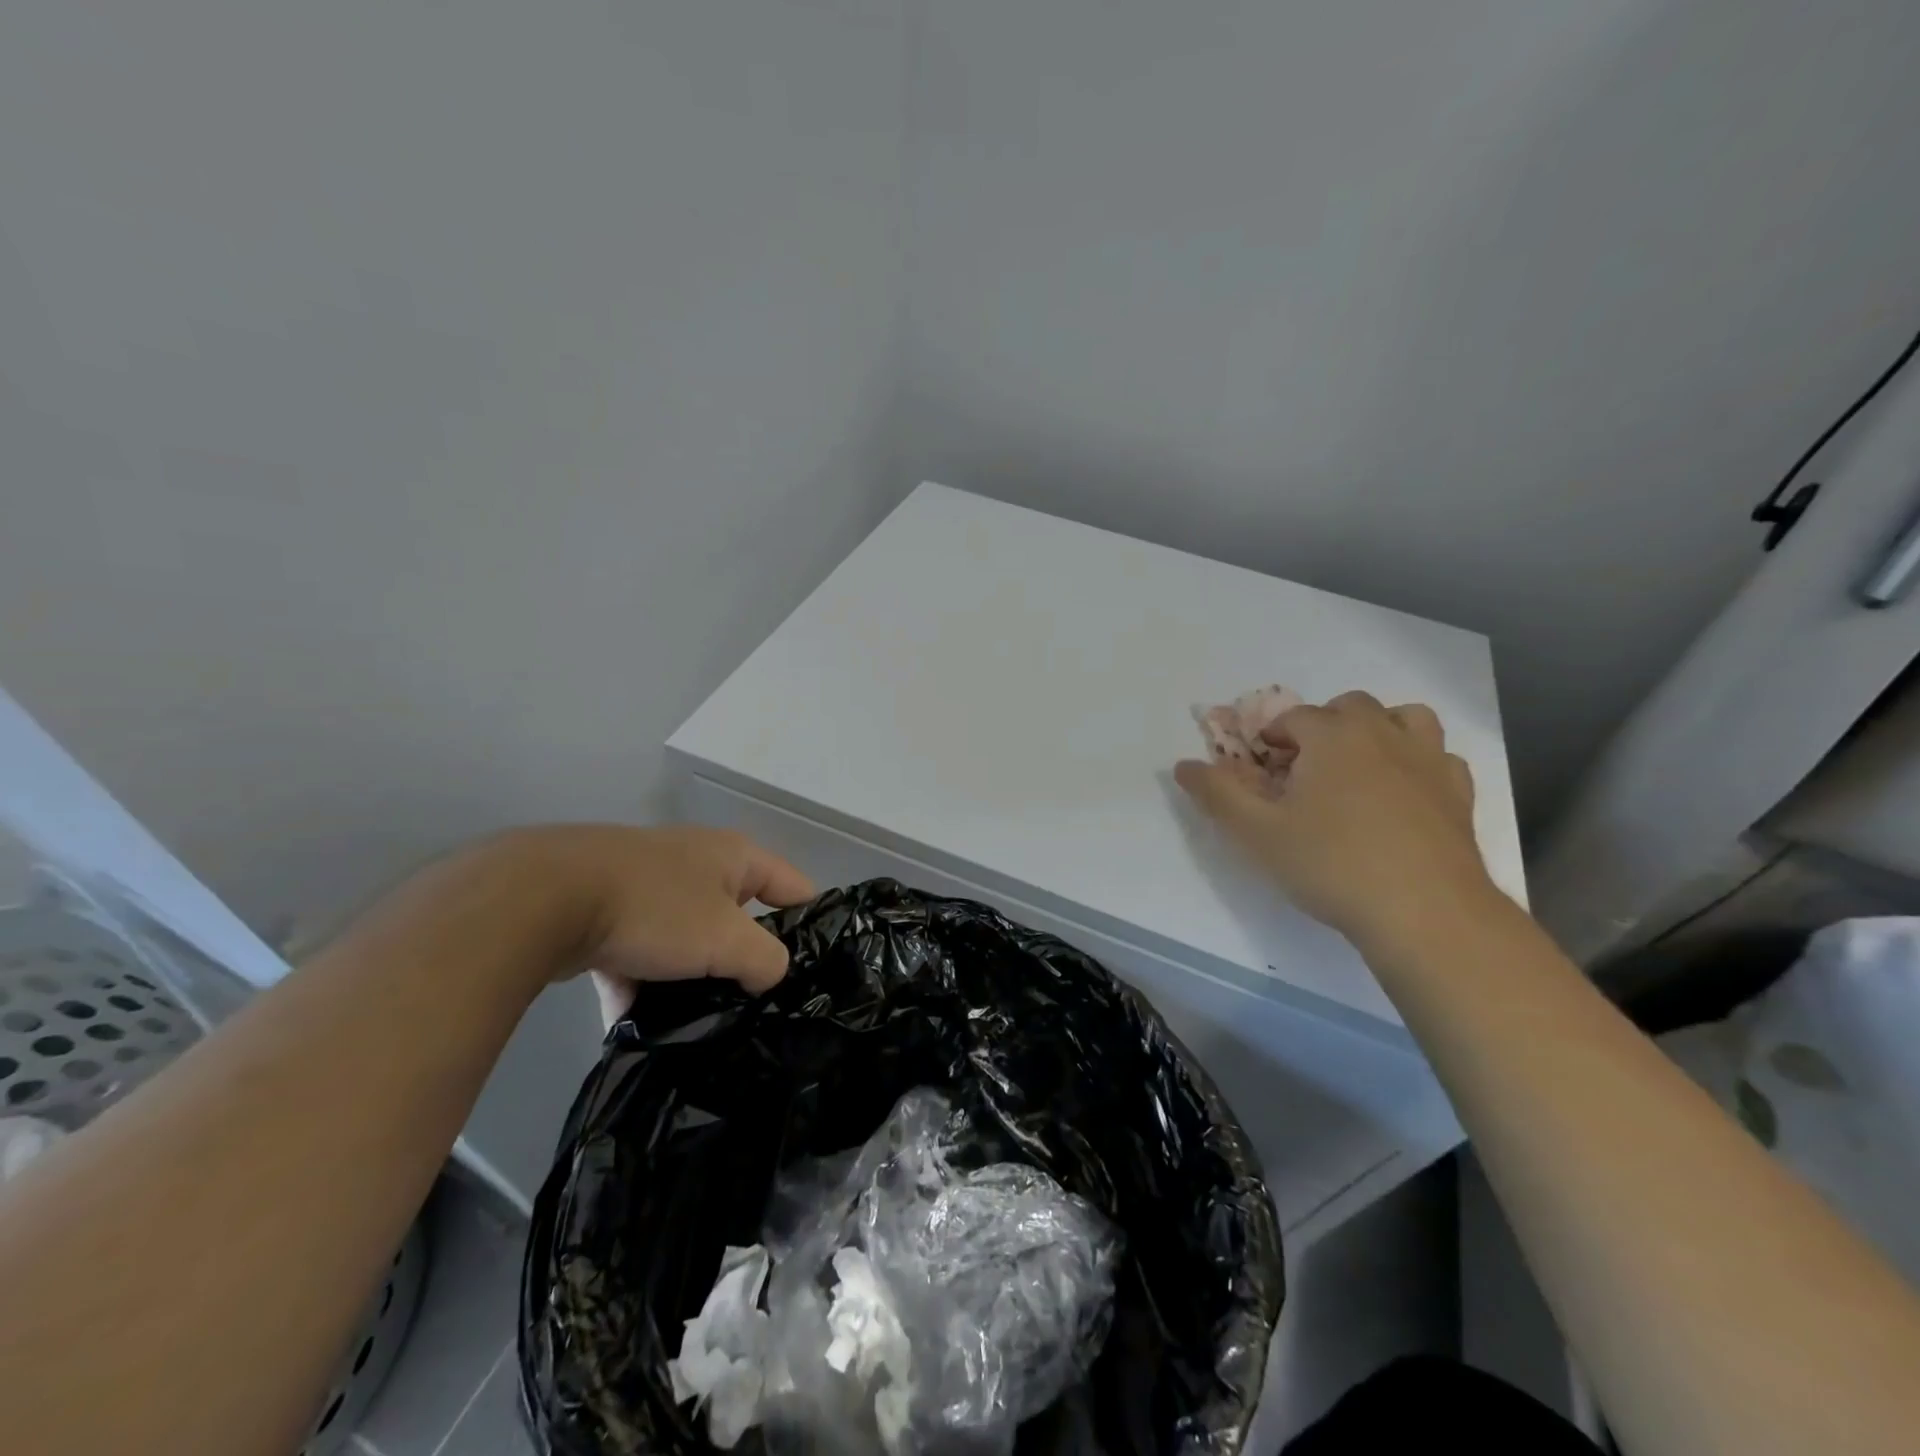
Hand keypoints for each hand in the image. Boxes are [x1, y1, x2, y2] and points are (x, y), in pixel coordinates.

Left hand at [484, 825, 814, 1023]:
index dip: (810, 924)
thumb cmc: (656, 908)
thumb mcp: (726, 940)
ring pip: (686, 941)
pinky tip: (637, 1027)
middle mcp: (696, 863)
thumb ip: (766, 960)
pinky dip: (640, 986)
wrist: (544, 899)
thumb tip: (770, 975)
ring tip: (697, 1025)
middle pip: (737, 918)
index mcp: (733, 856)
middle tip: (755, 1005)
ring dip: (689, 979)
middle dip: (743, 961)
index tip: (814, 972)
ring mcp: (648, 886)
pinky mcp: (605, 912)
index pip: (792, 887)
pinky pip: (639, 955)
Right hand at [1174, 692, 1494, 946]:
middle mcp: (1383, 734)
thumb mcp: (1256, 833)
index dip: (1272, 738)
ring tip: (1359, 766)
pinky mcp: (1459, 793)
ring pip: (1406, 718)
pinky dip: (1417, 762)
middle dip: (1323, 726)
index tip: (1263, 771)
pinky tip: (1403, 794)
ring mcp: (1428, 760)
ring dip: (1379, 730)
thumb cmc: (1331, 864)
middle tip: (1305, 770)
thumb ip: (1217, 793)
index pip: (1294, 717)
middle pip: (1350, 707)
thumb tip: (1183, 765)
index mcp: (1332, 736)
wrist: (1425, 912)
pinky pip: (1438, 757)